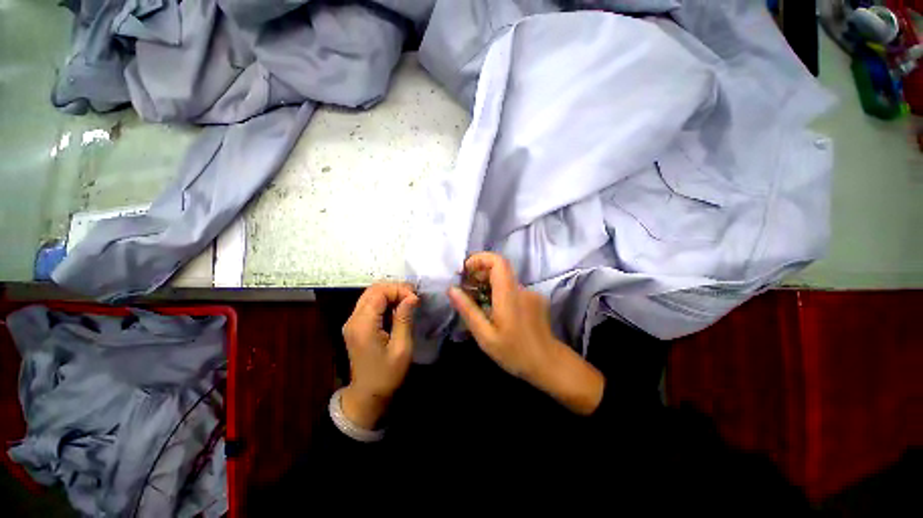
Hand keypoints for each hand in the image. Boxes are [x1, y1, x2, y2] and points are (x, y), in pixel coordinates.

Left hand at [341, 283, 418, 428]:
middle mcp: (353, 319)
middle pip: (373, 290)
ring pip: (371, 294)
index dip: (399, 290)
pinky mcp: (355, 325)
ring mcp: (352, 322)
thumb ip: (404, 319)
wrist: (367, 395)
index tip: (415, 298)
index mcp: (363, 325)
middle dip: (395, 288)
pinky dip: (384, 301)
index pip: (379, 292)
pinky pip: (369, 304)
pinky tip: (397, 308)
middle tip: (413, 297)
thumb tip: (412, 296)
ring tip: (408, 301)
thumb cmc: (387, 374)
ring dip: (390, 293)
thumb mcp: (401, 348)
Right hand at [448, 253, 603, 414]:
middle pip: (500, 268)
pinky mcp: (535, 299)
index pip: (498, 261)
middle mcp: (522, 288)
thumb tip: (451, 289)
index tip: (465, 271)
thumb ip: (468, 310)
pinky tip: (495, 311)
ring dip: (488, 284)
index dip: (480, 259)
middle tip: (466, 290)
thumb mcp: (485, 336)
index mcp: (509, 295)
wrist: (548, 364)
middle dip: (479, 273)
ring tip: (477, 302)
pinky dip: (500, 292)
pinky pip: (513, 289)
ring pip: (505, 279)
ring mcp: (531, 293)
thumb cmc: (515, 353)